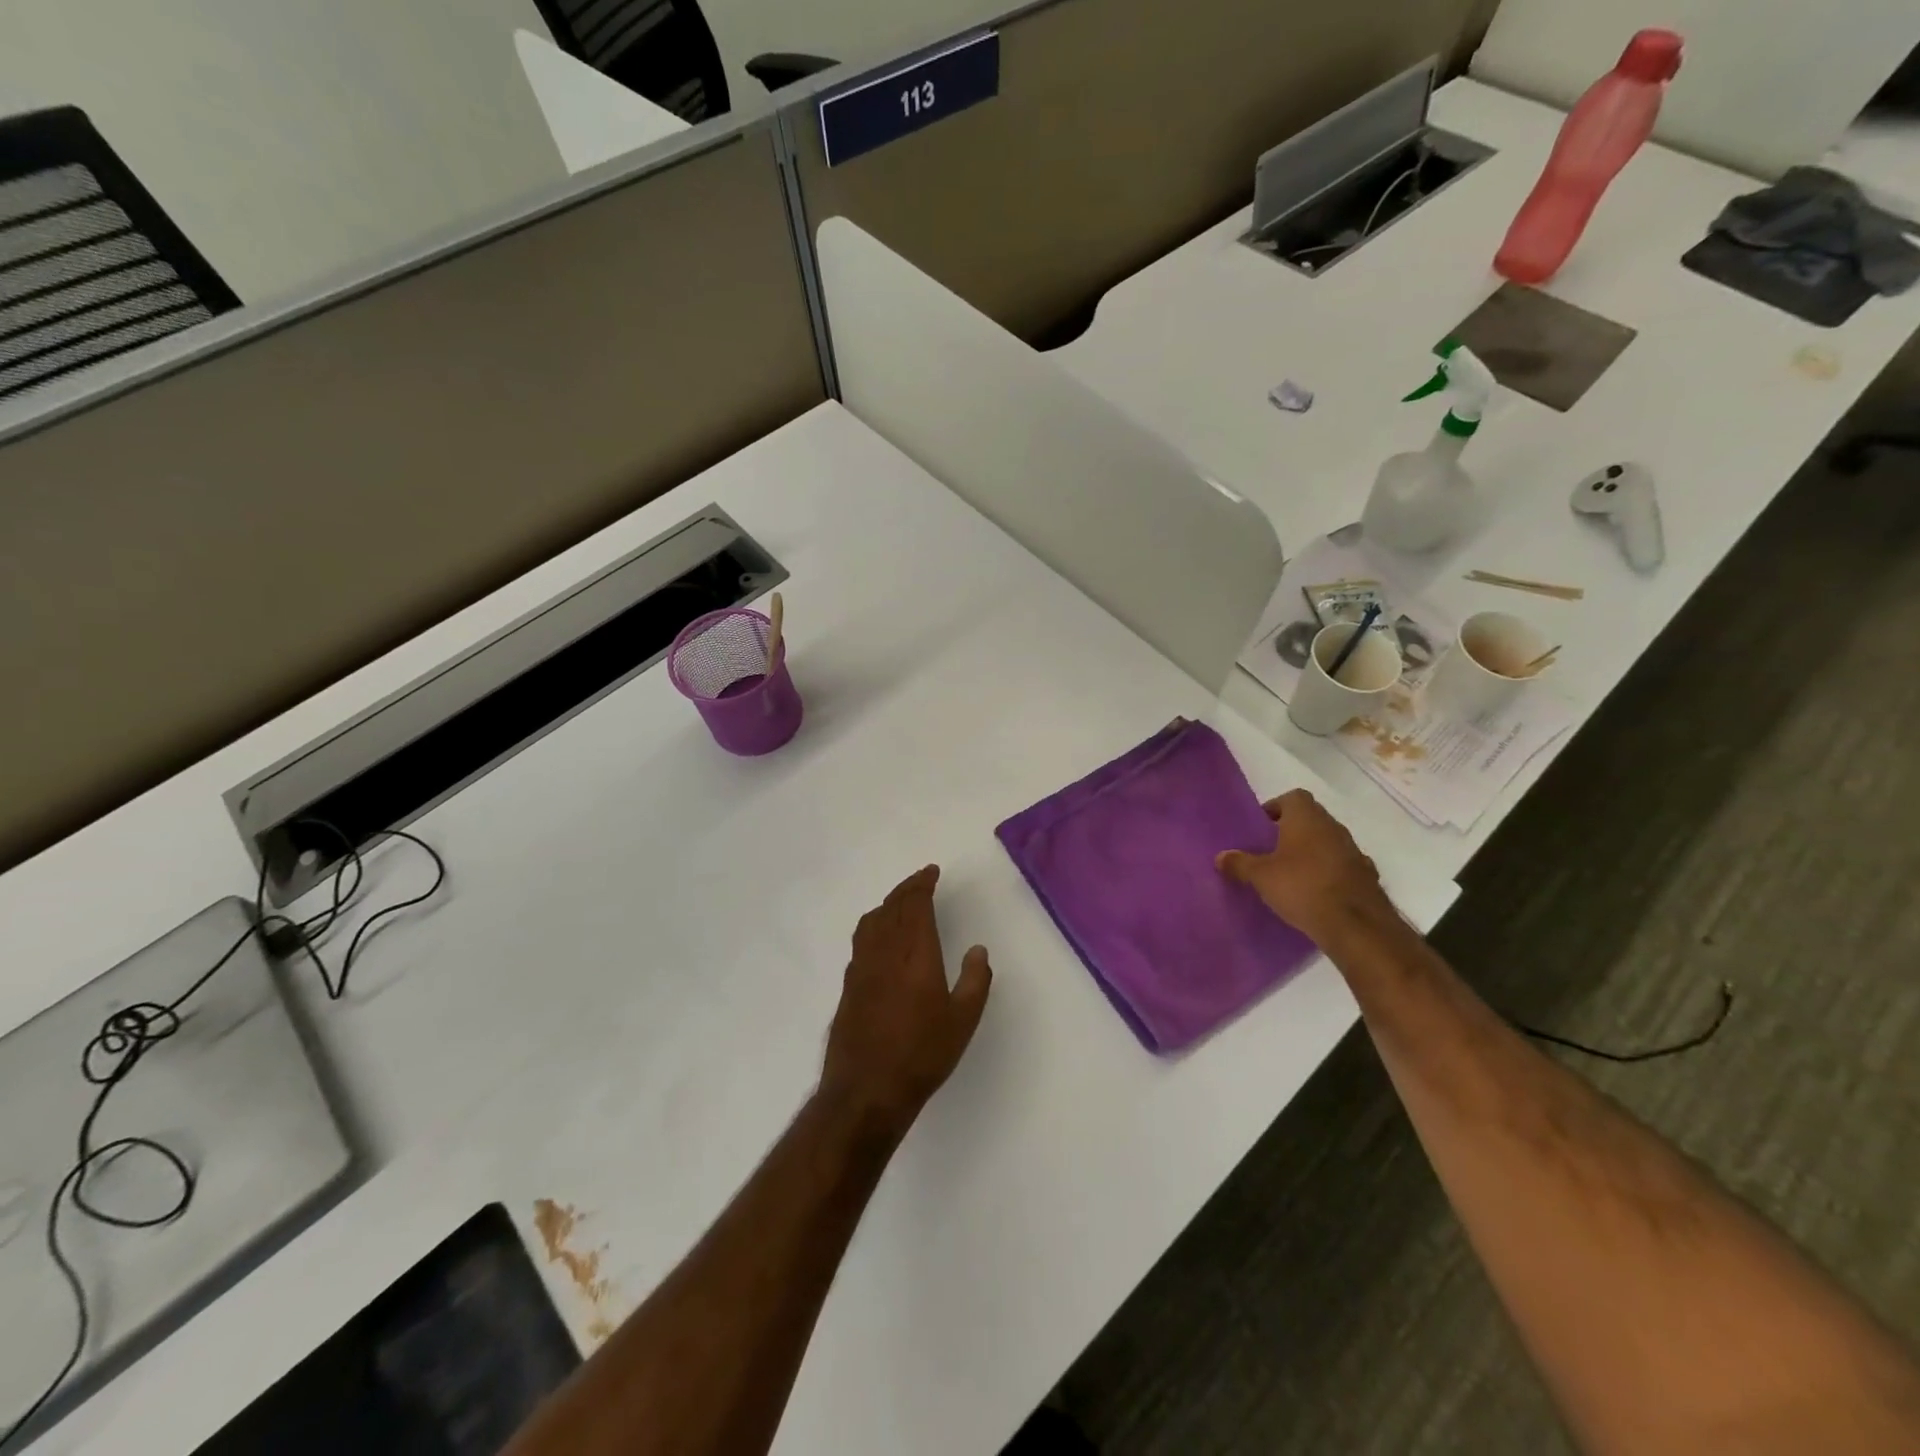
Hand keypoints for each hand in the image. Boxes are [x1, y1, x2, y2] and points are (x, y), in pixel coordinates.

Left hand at [821, 866, 991, 1140]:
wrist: (866, 1090)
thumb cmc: (921, 1055)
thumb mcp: (962, 1022)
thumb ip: (974, 981)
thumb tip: (977, 949)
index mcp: (916, 955)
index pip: (915, 905)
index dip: (922, 884)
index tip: (931, 872)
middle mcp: (885, 953)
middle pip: (892, 908)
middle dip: (907, 889)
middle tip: (920, 880)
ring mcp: (862, 968)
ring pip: (872, 921)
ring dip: (888, 905)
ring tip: (900, 903)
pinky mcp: (849, 986)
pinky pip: (861, 940)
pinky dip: (874, 925)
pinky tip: (880, 938)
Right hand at [1216, 790, 1396, 946]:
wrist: (1355, 926)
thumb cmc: (1302, 887)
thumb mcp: (1260, 876)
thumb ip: (1239, 863)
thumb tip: (1221, 856)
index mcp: (1307, 818)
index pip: (1292, 798)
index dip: (1275, 808)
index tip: (1261, 828)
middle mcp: (1333, 828)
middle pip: (1310, 820)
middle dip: (1290, 832)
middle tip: (1269, 852)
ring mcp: (1354, 852)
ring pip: (1327, 843)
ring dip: (1311, 853)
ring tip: (1290, 875)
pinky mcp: (1366, 877)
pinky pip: (1341, 867)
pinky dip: (1328, 874)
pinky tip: (1315, 894)